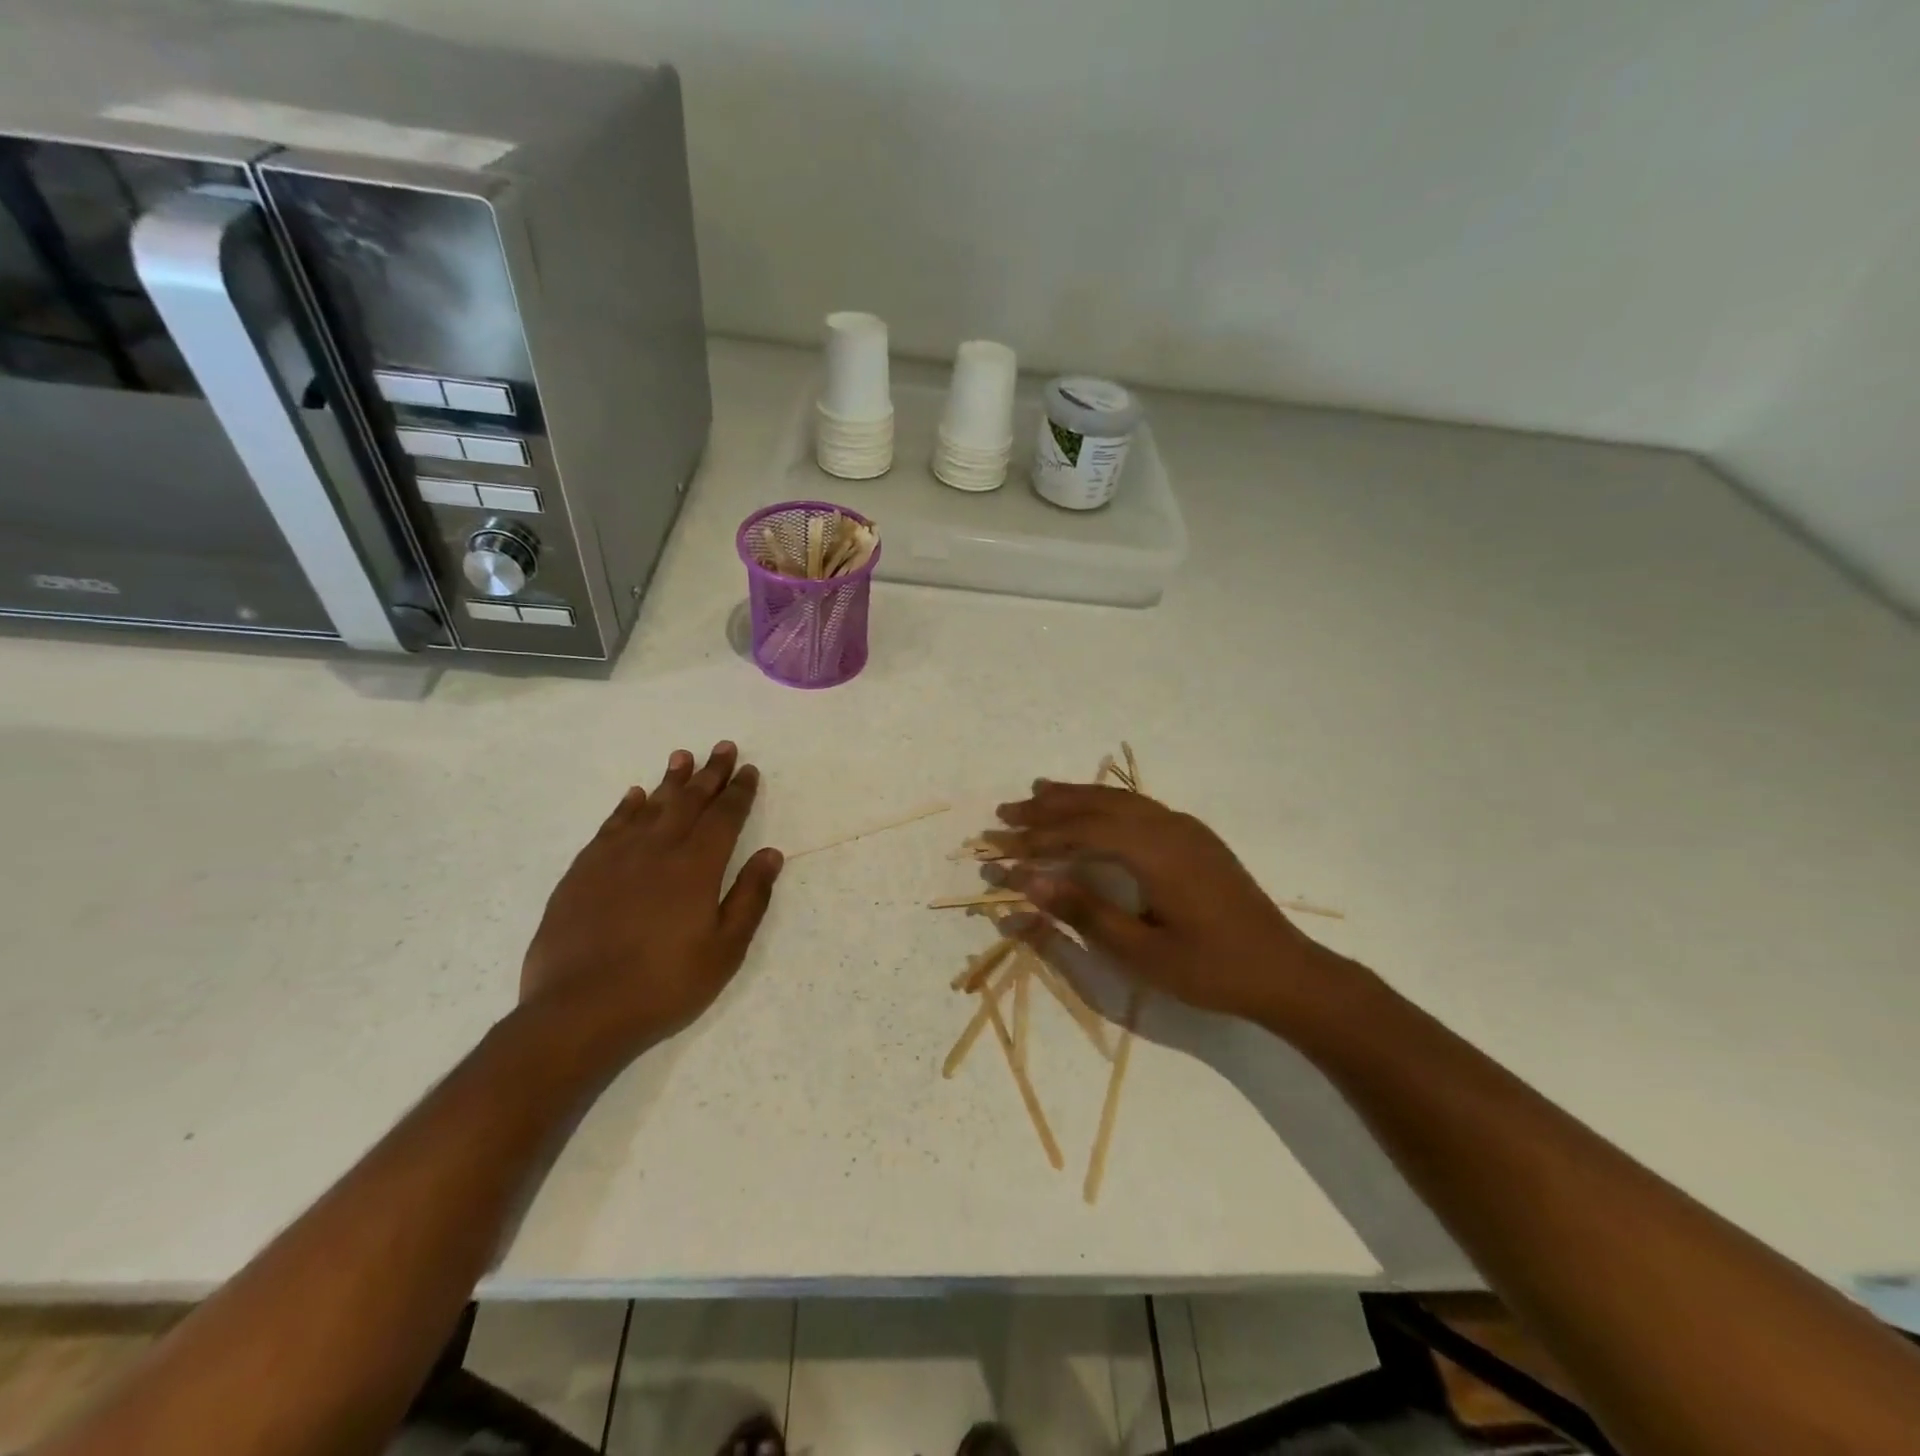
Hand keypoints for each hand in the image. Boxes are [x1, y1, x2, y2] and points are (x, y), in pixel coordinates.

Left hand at [520, 743, 782, 1049]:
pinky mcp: (583, 872)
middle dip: (709, 773)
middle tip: (723, 747)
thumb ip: (750, 897)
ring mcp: (616, 857)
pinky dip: (627, 807)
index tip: (749, 770)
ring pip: (649, 806)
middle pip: (688, 801)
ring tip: (682, 756)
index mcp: (697, 867)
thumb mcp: (725, 950)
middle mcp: (658, 849)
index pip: (725, 817)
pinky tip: (634, 796)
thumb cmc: (664, 984)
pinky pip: (611, 826)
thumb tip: (771, 854)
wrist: (579, 1011)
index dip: (739, 792)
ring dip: (670, 781)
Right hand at [990, 782, 1345, 1030]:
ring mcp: (1185, 828)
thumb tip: (1030, 881)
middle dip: (1048, 808)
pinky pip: (1138, 807)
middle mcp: (1168, 826)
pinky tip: (1093, 810)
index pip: (1082, 832)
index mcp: (1155, 851)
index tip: (999, 849)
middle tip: (1005, 813)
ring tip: (1038, 793)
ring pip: (1118, 800)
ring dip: (1075, 797)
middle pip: (1097, 805)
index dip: (1037, 839)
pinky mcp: (1194, 838)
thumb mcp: (1141, 952)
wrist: (1285, 972)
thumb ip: (1084, 912)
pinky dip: (1104, 804)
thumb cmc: (1211, 969)